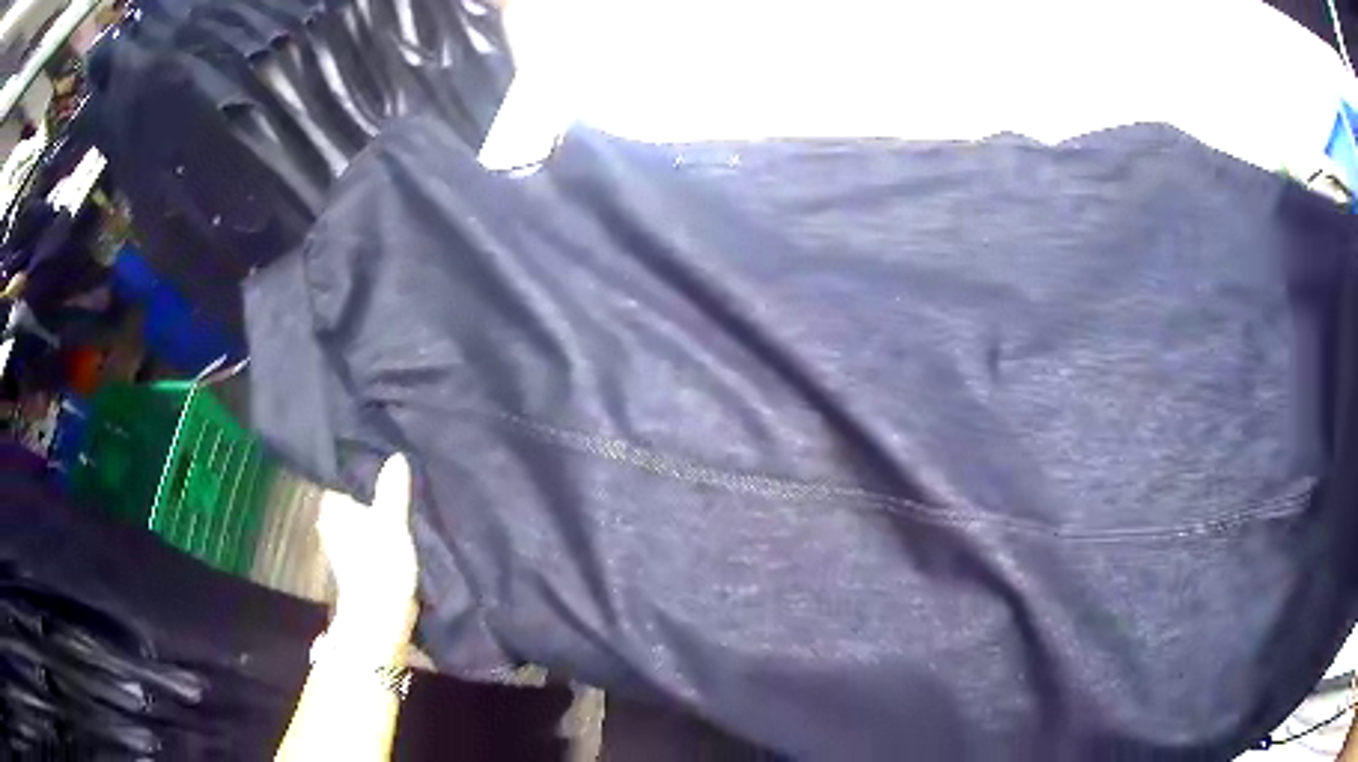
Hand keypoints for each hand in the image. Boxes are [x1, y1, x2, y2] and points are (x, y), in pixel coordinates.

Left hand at [316, 455, 418, 653]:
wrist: (380, 619)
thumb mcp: (391, 523)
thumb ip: (392, 492)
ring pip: (356, 520)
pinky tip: (391, 532)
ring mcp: (341, 548)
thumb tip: (396, 456)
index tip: (375, 458)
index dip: (356, 469)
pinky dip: (374, 534)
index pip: (340, 479)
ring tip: (395, 501)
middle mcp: (331, 525)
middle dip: (364, 492)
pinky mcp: (356, 567)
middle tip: (389, 477)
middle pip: (348, 500)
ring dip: (370, 514)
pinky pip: (364, 539)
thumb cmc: (380, 566)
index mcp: (333, 509)